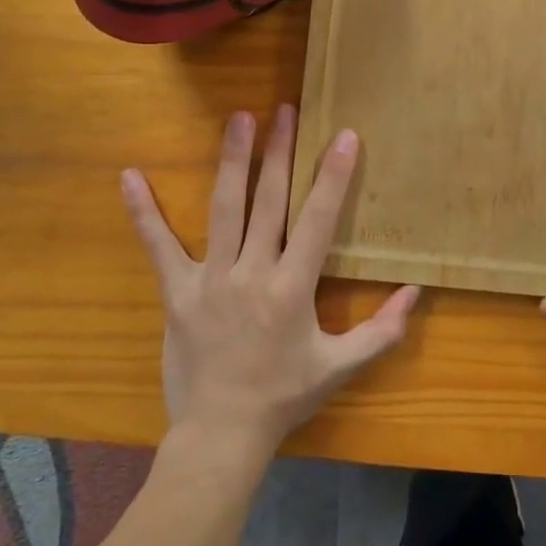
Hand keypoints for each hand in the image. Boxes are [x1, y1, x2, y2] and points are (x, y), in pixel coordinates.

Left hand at [122, 107, 418, 453]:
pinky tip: (129, 176)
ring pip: (223, 209)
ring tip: (238, 119)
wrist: (221, 435)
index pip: (317, 220)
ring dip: (232, 161)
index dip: (332, 176)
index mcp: (292, 288)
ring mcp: (211, 279)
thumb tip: (416, 293)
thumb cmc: (284, 397)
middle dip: (279, 152)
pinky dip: (144, 212)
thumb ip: (382, 331)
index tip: (343, 136)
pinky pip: (158, 246)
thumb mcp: (340, 367)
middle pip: (269, 201)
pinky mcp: (177, 292)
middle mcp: (252, 273)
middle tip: (284, 109)